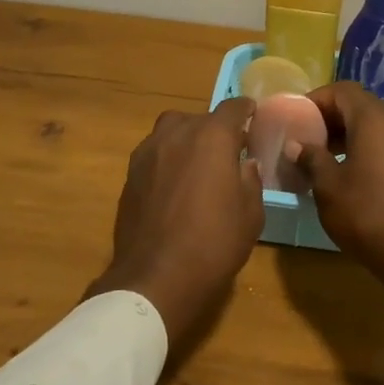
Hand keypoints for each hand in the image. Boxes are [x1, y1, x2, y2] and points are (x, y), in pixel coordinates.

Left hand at [86, 100, 263, 358]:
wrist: (156, 276)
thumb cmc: (214, 243)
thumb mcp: (250, 214)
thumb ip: (251, 180)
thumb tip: (245, 163)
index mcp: (212, 137)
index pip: (233, 108)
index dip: (246, 110)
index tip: (253, 116)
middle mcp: (177, 134)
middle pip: (199, 118)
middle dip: (215, 129)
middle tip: (228, 152)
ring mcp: (148, 152)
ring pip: (171, 131)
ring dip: (187, 139)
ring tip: (198, 164)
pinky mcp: (130, 174)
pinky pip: (154, 153)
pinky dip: (167, 159)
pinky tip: (175, 184)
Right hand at [293, 82, 383, 319]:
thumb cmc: (366, 214)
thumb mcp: (328, 186)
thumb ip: (311, 158)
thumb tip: (297, 144)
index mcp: (374, 121)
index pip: (343, 91)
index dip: (317, 99)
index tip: (296, 117)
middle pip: (358, 105)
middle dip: (329, 116)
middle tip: (304, 136)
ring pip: (372, 125)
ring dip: (345, 133)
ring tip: (319, 156)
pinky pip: (383, 142)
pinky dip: (361, 147)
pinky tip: (343, 172)